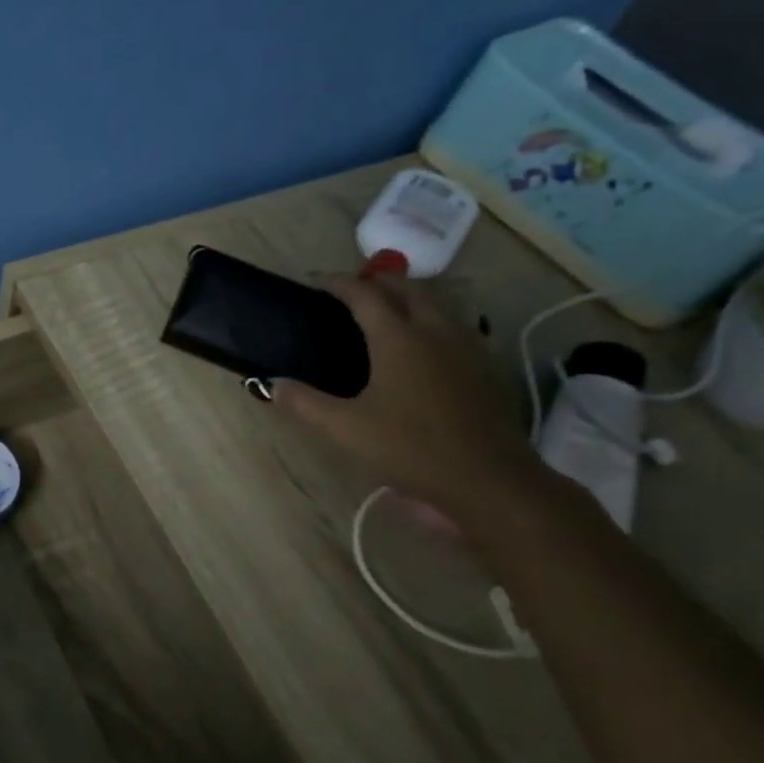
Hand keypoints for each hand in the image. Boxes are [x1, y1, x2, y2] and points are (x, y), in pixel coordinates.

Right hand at [272, 275, 541, 517]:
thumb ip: (305, 403)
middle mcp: (435, 331)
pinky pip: (452, 326)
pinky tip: (418, 349)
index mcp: (399, 338)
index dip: (337, 283)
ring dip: (405, 299)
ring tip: (381, 316)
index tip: (315, 283)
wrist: (491, 480)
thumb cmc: (413, 448)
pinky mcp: (485, 366)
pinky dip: (428, 321)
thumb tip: (272, 385)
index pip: (364, 293)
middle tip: (349, 295)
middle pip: (405, 288)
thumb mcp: (346, 429)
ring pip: (434, 304)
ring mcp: (466, 346)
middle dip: (375, 283)